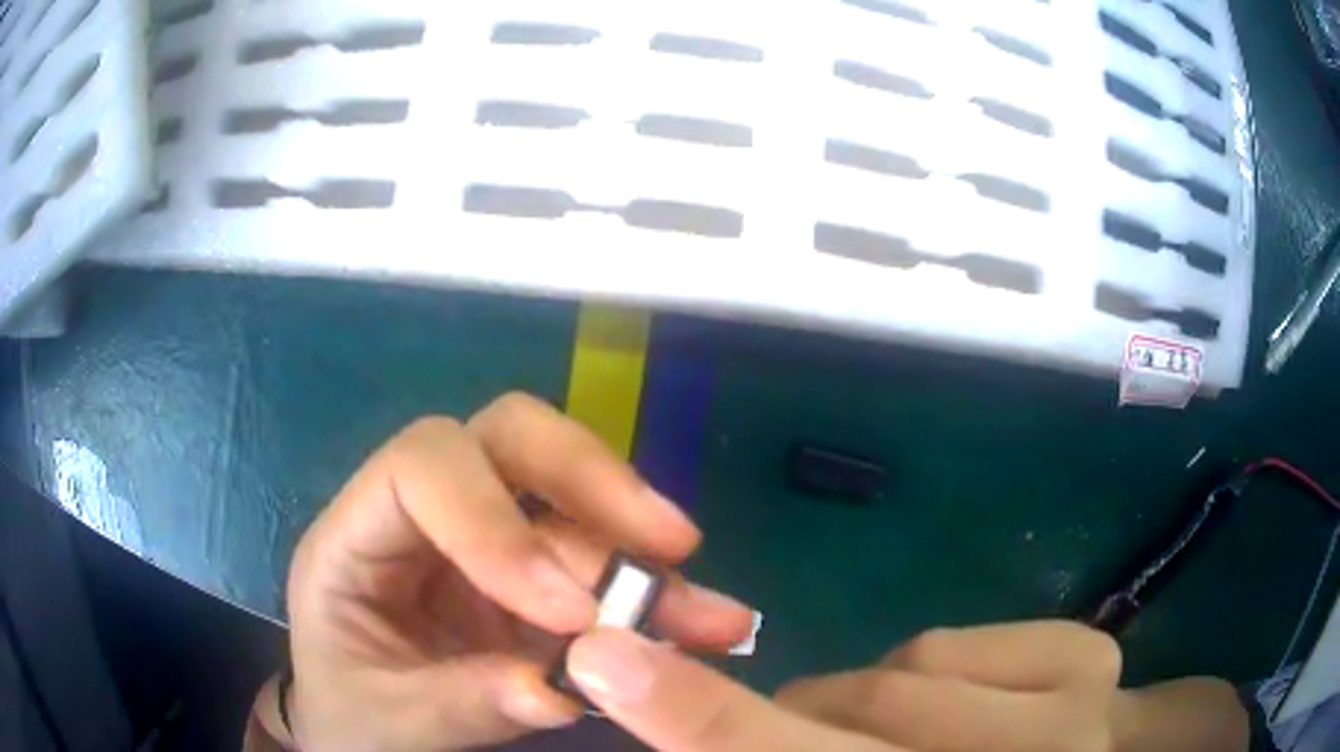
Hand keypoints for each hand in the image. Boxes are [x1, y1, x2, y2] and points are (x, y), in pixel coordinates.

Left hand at [283, 393, 755, 750]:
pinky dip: (655, 593)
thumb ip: (460, 704)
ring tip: (713, 617)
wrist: (364, 728)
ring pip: (572, 502)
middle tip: (670, 542)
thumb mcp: (390, 720)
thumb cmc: (354, 714)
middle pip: (508, 439)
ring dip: (645, 556)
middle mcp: (424, 517)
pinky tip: (704, 623)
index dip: (496, 524)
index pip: (422, 470)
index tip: (569, 612)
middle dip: (591, 482)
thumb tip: (557, 692)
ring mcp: (483, 541)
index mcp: (356, 537)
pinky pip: (599, 562)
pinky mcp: (531, 578)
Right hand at [563, 621, 1129, 751]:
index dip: (703, 723)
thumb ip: (789, 746)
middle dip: (795, 728)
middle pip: (854, 719)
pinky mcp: (1091, 655)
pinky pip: (950, 642)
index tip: (605, 658)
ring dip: (864, 704)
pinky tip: (956, 706)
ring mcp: (1077, 708)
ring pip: (896, 674)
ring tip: (897, 737)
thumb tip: (700, 728)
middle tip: (807, 739)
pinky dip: (924, 673)